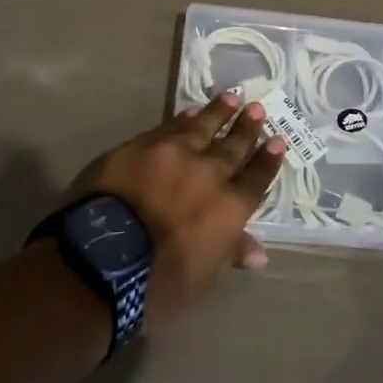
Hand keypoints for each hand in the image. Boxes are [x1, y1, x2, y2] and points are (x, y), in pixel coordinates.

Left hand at [70, 92, 285, 328]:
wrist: (104, 256)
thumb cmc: (157, 284)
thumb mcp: (201, 281)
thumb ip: (229, 256)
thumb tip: (259, 253)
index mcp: (229, 209)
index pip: (256, 179)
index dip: (268, 160)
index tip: (278, 140)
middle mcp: (209, 174)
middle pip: (233, 146)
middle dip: (247, 128)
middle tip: (258, 108)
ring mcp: (176, 154)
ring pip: (203, 126)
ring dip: (219, 112)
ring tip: (231, 97)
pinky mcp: (143, 145)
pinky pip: (171, 126)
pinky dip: (184, 118)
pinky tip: (189, 111)